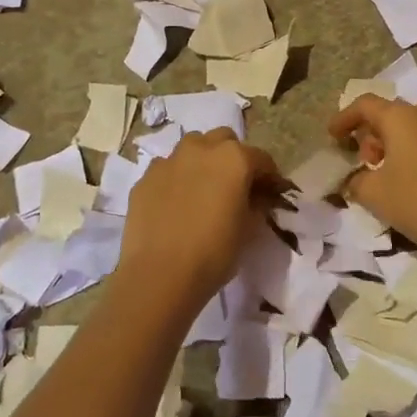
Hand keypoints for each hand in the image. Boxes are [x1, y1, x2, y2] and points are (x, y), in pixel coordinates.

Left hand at [116, 129, 279, 311]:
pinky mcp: (145, 178)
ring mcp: (169, 161)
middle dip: (234, 157)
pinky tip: (175, 204)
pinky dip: (176, 178)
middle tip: (235, 186)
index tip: (271, 193)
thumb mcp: (249, 230)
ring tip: (203, 189)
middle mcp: (201, 149)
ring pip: (192, 147)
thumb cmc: (214, 253)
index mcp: (234, 159)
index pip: (261, 158)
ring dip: (203, 160)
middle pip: (224, 141)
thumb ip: (257, 204)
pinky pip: (167, 169)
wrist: (159, 275)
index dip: (269, 176)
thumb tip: (258, 197)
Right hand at [329, 96, 416, 259]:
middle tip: (367, 160)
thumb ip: (356, 181)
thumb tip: (354, 180)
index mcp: (401, 117)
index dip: (345, 118)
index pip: (365, 105)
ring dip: (404, 138)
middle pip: (394, 113)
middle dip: (375, 133)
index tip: (333, 136)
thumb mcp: (373, 194)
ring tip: (396, 165)